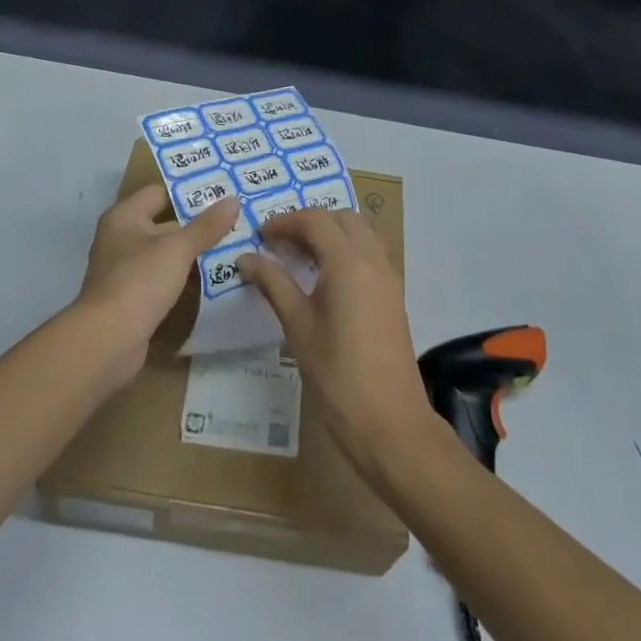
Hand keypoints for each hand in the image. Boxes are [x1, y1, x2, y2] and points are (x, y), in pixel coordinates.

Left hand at [76, 184, 240, 382]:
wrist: (107, 341)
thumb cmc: (139, 281)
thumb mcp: (178, 249)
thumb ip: (206, 226)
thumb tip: (233, 200)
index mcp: (125, 216)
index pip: (160, 192)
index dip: (190, 191)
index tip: (222, 192)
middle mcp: (121, 238)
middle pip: (165, 223)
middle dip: (198, 224)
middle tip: (235, 220)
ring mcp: (125, 270)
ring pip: (166, 253)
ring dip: (194, 253)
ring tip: (233, 247)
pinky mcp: (133, 298)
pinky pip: (163, 279)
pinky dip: (184, 277)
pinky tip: (214, 279)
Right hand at [240, 208, 436, 472]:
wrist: (390, 422)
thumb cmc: (337, 375)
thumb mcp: (298, 327)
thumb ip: (274, 284)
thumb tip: (247, 258)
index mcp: (348, 263)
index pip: (315, 221)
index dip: (285, 221)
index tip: (260, 236)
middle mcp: (373, 260)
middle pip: (341, 218)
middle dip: (309, 222)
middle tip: (279, 244)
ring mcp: (388, 277)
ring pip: (360, 233)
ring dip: (330, 233)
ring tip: (299, 256)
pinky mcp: (393, 295)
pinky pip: (370, 254)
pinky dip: (346, 250)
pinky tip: (324, 277)